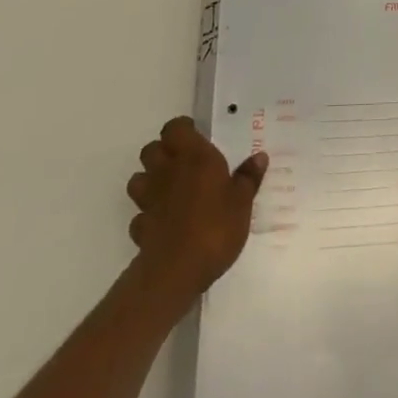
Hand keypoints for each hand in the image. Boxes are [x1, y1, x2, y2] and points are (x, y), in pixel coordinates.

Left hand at [126, 117, 267, 298]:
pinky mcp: (139, 226)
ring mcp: (149, 199)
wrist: (176, 270)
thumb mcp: (243, 202)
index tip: (196, 135)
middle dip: (163, 152)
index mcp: (194, 157)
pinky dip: (149, 214)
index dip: (182, 129)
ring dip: (150, 180)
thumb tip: (259, 157)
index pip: (175, 128)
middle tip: (184, 161)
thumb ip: (249, 177)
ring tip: (170, 189)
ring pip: (138, 178)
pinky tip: (164, 222)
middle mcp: (167, 171)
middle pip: (151, 149)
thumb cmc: (216, 226)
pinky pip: (140, 213)